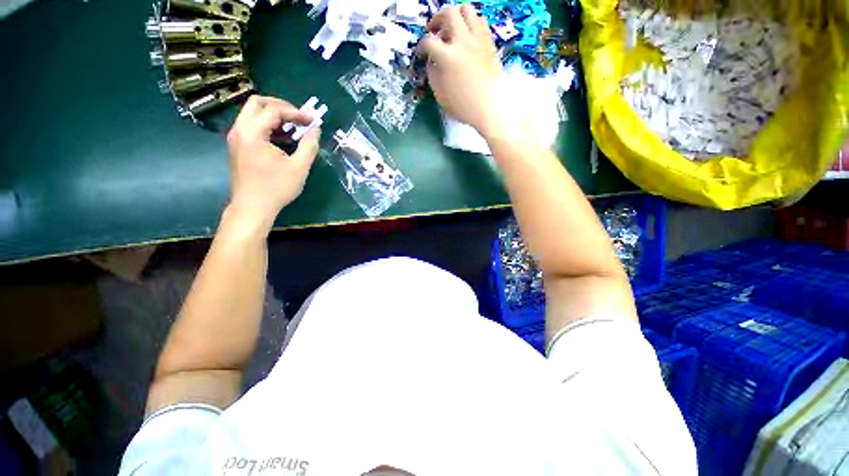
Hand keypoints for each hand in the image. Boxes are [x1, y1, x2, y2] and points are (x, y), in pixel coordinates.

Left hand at [225, 95, 319, 231]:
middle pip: (257, 103)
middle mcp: (239, 129)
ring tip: (294, 129)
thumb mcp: (299, 167)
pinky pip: (252, 126)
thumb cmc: (276, 188)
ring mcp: (236, 138)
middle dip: (281, 106)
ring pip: (253, 114)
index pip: (274, 110)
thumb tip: (316, 129)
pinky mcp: (238, 146)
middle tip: (299, 117)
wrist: (253, 207)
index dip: (296, 112)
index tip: (312, 120)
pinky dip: (268, 127)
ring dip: (274, 117)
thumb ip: (309, 145)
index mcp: (252, 132)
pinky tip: (283, 139)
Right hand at [417, 5, 518, 140]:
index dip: (421, 46)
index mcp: (448, 57)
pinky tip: (467, 39)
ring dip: (456, 17)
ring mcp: (478, 39)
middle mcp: (463, 41)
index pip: (429, 41)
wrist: (490, 108)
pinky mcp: (489, 42)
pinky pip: (480, 21)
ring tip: (453, 31)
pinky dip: (471, 24)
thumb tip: (432, 62)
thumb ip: (433, 74)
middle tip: (435, 31)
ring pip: (467, 10)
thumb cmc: (463, 107)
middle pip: (448, 13)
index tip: (422, 52)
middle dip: (437, 19)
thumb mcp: (440, 95)